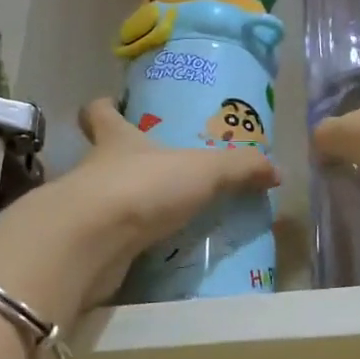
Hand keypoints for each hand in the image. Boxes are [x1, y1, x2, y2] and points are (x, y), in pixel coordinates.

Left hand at [0, 98, 277, 324]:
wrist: (90, 243)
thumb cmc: (142, 187)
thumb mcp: (204, 171)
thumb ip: (241, 168)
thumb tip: (276, 170)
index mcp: (116, 139)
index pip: (98, 113)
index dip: (104, 107)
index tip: (112, 105)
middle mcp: (93, 169)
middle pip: (101, 157)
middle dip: (123, 162)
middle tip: (156, 170)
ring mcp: (84, 210)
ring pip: (104, 200)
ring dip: (126, 206)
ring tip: (161, 217)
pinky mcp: (83, 247)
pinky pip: (107, 240)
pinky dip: (125, 245)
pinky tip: (150, 253)